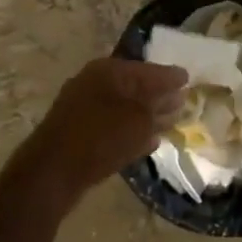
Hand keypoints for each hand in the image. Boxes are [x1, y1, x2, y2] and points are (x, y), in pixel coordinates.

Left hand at [13, 58, 187, 206]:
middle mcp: (94, 83)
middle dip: (159, 95)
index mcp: (108, 71)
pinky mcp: (79, 132)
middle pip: (135, 86)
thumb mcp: (139, 120)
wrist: (52, 172)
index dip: (170, 75)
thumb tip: (175, 97)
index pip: (148, 69)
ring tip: (171, 121)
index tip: (189, 78)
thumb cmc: (100, 137)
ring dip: (147, 115)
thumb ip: (159, 107)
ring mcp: (84, 108)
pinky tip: (149, 141)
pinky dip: (131, 130)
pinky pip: (113, 126)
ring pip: (124, 107)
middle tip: (183, 101)